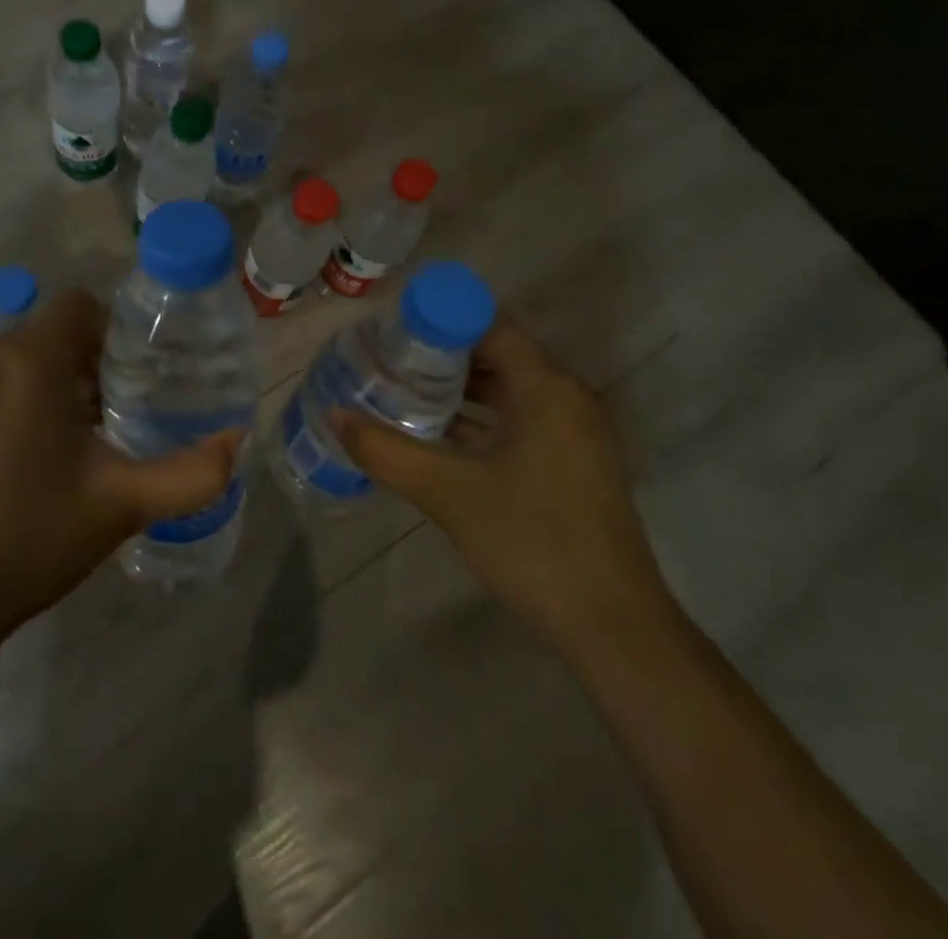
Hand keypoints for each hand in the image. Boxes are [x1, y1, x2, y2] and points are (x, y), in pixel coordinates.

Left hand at [0, 289, 240, 639]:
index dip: (117, 329)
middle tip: (130, 406)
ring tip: (96, 432)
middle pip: (56, 331)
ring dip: (65, 380)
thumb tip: (237, 440)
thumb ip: (191, 473)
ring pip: (28, 356)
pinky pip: (2, 380)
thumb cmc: (31, 533)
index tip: (142, 371)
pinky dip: (32, 396)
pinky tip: (49, 452)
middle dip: (96, 360)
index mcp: (30, 360)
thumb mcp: (123, 503)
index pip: (80, 305)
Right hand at [333, 317, 669, 654]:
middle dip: (442, 355)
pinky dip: (482, 420)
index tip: (393, 331)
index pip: (489, 326)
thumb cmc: (531, 541)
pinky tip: (439, 437)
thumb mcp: (448, 492)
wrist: (612, 627)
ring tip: (403, 392)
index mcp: (546, 388)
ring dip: (460, 390)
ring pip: (509, 391)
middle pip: (498, 354)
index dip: (440, 320)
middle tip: (389, 361)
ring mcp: (574, 434)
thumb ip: (386, 450)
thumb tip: (335, 415)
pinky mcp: (573, 465)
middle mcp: (566, 398)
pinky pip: (521, 421)